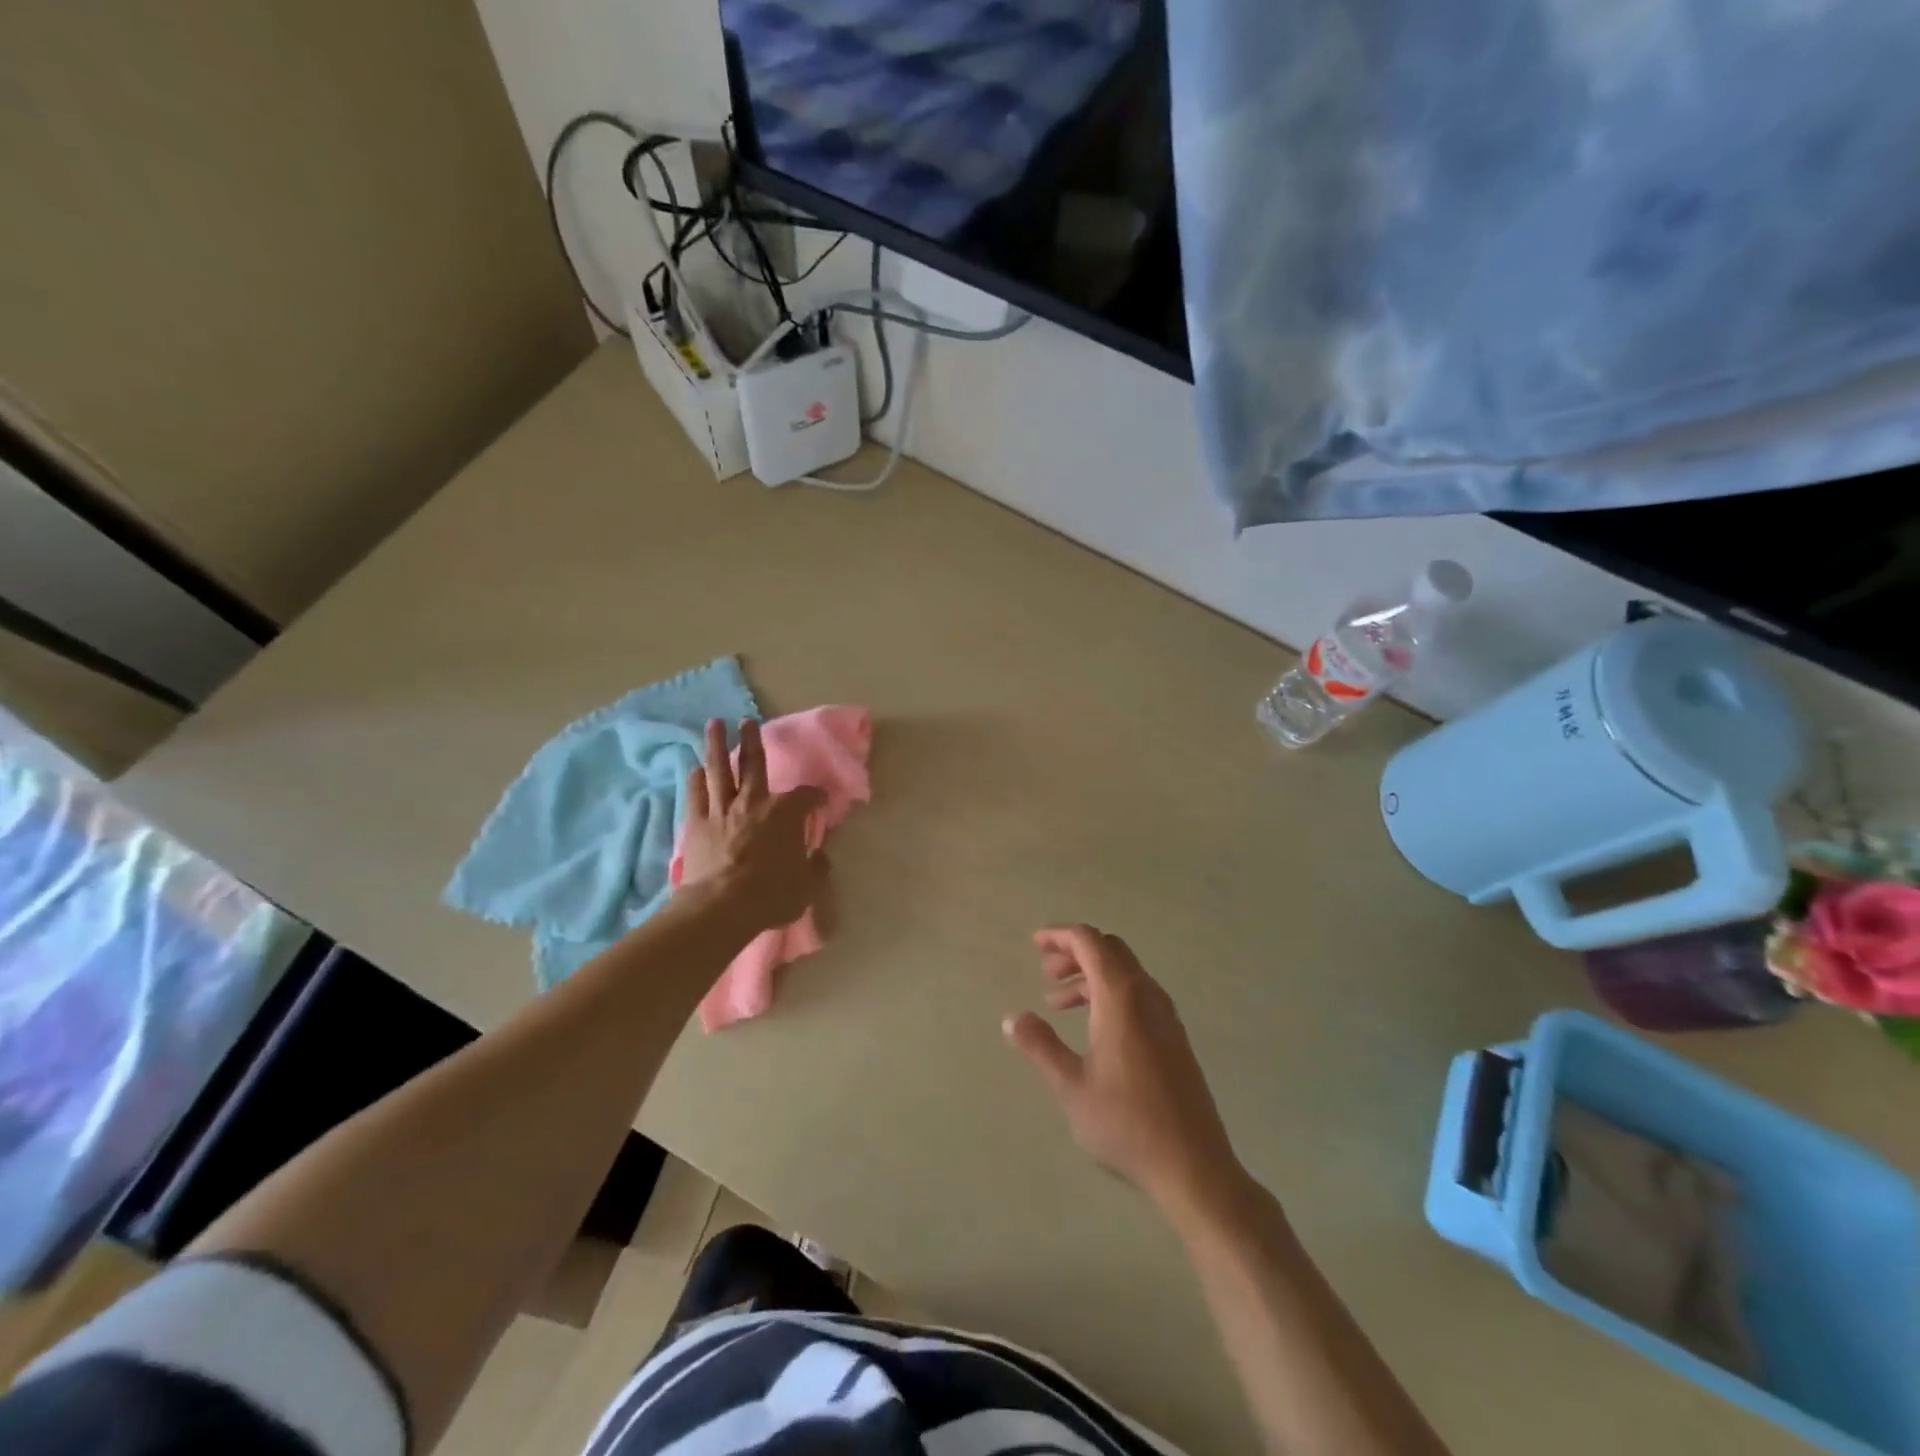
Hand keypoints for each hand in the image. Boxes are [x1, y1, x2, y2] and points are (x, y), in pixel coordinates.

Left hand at [679, 718, 825, 933]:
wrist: (721, 907)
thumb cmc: (771, 895)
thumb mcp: (807, 886)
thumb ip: (817, 867)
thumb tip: (821, 857)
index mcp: (786, 812)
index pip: (807, 796)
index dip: (817, 796)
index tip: (821, 799)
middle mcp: (754, 802)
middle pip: (754, 763)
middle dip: (752, 740)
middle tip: (747, 720)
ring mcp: (722, 810)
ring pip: (719, 770)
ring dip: (717, 745)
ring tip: (714, 724)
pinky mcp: (697, 824)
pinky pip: (697, 795)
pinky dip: (696, 780)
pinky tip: (695, 769)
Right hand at [1004, 925, 1245, 1219]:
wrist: (1193, 1166)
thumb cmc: (1126, 1123)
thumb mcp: (1071, 1086)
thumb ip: (1040, 1046)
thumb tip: (1012, 1017)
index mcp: (1121, 997)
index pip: (1090, 942)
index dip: (1061, 935)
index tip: (1035, 942)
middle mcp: (1147, 995)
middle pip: (1110, 950)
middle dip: (1075, 952)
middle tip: (1046, 971)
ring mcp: (1166, 1016)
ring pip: (1125, 973)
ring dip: (1091, 975)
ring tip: (1058, 1004)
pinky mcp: (1174, 1038)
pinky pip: (1138, 995)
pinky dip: (1109, 994)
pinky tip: (1093, 1028)